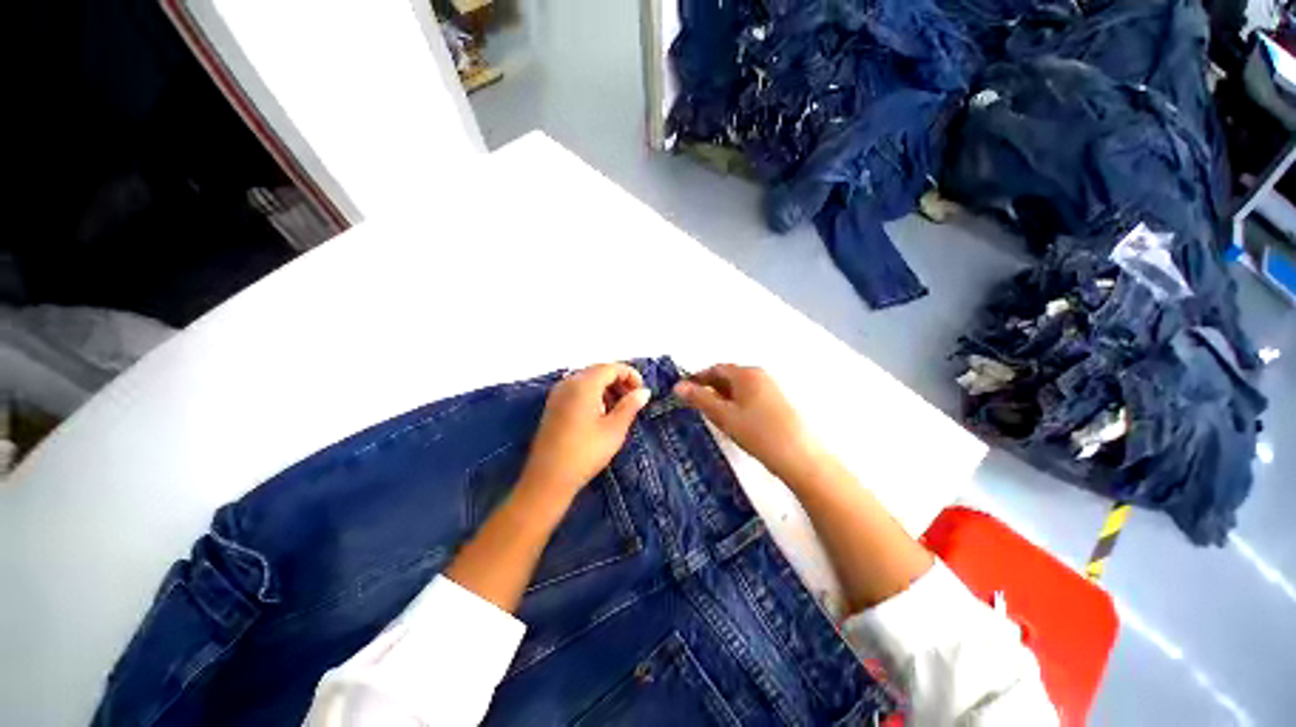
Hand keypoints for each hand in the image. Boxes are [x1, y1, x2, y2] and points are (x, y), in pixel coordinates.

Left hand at [518, 363, 650, 511]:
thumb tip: (644, 391)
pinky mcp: (553, 406)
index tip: (642, 392)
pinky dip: (593, 395)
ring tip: (619, 408)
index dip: (630, 375)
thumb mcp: (614, 429)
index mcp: (584, 384)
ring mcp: (557, 394)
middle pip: (598, 371)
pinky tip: (601, 414)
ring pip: (587, 380)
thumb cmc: (586, 452)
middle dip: (619, 381)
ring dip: (606, 388)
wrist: (548, 479)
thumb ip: (630, 405)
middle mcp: (568, 383)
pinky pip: (577, 390)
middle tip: (633, 399)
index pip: (611, 367)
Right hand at [674, 364, 820, 480]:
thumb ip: (699, 399)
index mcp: (746, 374)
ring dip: (722, 398)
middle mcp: (759, 375)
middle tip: (694, 405)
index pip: (715, 368)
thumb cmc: (757, 432)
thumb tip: (678, 386)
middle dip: (709, 388)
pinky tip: (733, 422)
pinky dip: (735, 404)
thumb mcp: (723, 415)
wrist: (799, 456)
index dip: (697, 378)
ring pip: (738, 389)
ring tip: (711, 416)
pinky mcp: (777, 403)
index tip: (684, 391)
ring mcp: (770, 389)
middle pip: (728, 376)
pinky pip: (749, 397)